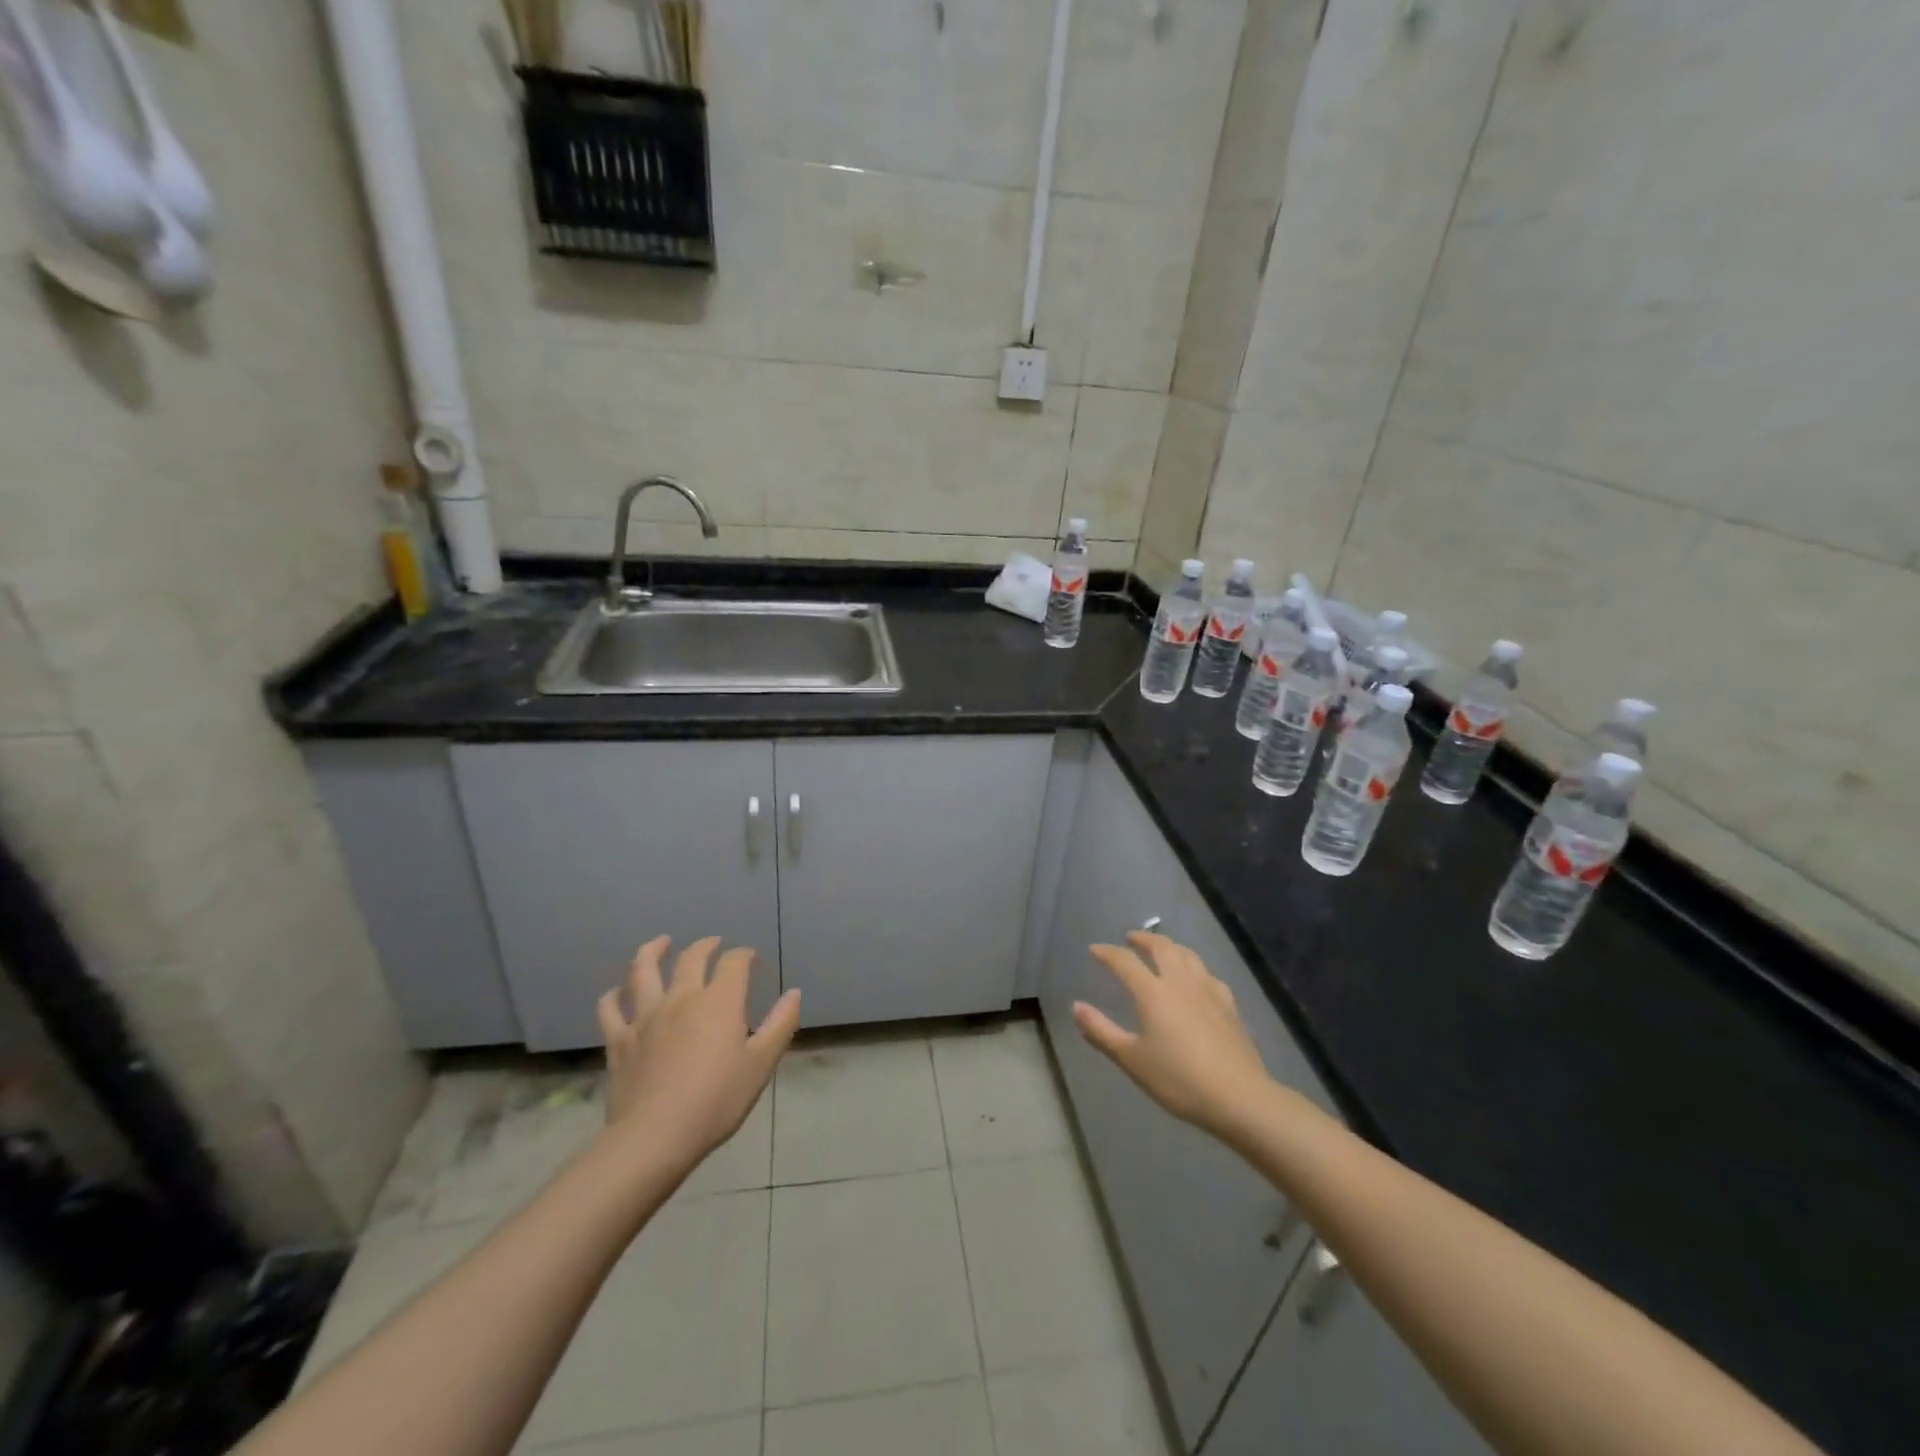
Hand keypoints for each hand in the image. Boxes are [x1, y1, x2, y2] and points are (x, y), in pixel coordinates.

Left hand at [597, 935, 800, 1173]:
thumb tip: (794, 993)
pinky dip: (614, 995)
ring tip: (660, 943)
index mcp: (719, 1001)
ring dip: (652, 951)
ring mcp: (646, 1016)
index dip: (744, 955)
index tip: (750, 958)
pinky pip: (611, 1008)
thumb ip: (780, 1024)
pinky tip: (618, 992)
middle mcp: (682, 997)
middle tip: (713, 943)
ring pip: (643, 970)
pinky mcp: (619, 1039)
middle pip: (691, 958)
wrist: (656, 1136)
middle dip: (706, 945)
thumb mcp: (761, 1065)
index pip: (734, 962)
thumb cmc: (717, 1100)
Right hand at [1074, 931, 1276, 1141]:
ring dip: (1170, 946)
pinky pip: (1208, 974)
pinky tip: (1197, 978)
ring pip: (1188, 955)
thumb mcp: (1132, 1059)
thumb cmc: (1178, 1079)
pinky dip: (1195, 967)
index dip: (1107, 953)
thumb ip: (1101, 1031)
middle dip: (1143, 939)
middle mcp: (1180, 982)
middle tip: (1131, 938)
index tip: (1095, 949)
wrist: (1239, 1097)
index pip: (1124, 961)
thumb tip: (1076, 1006)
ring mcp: (1208, 990)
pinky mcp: (1229, 1005)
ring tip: (1162, 949)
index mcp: (1152, 992)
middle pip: (1161, 948)